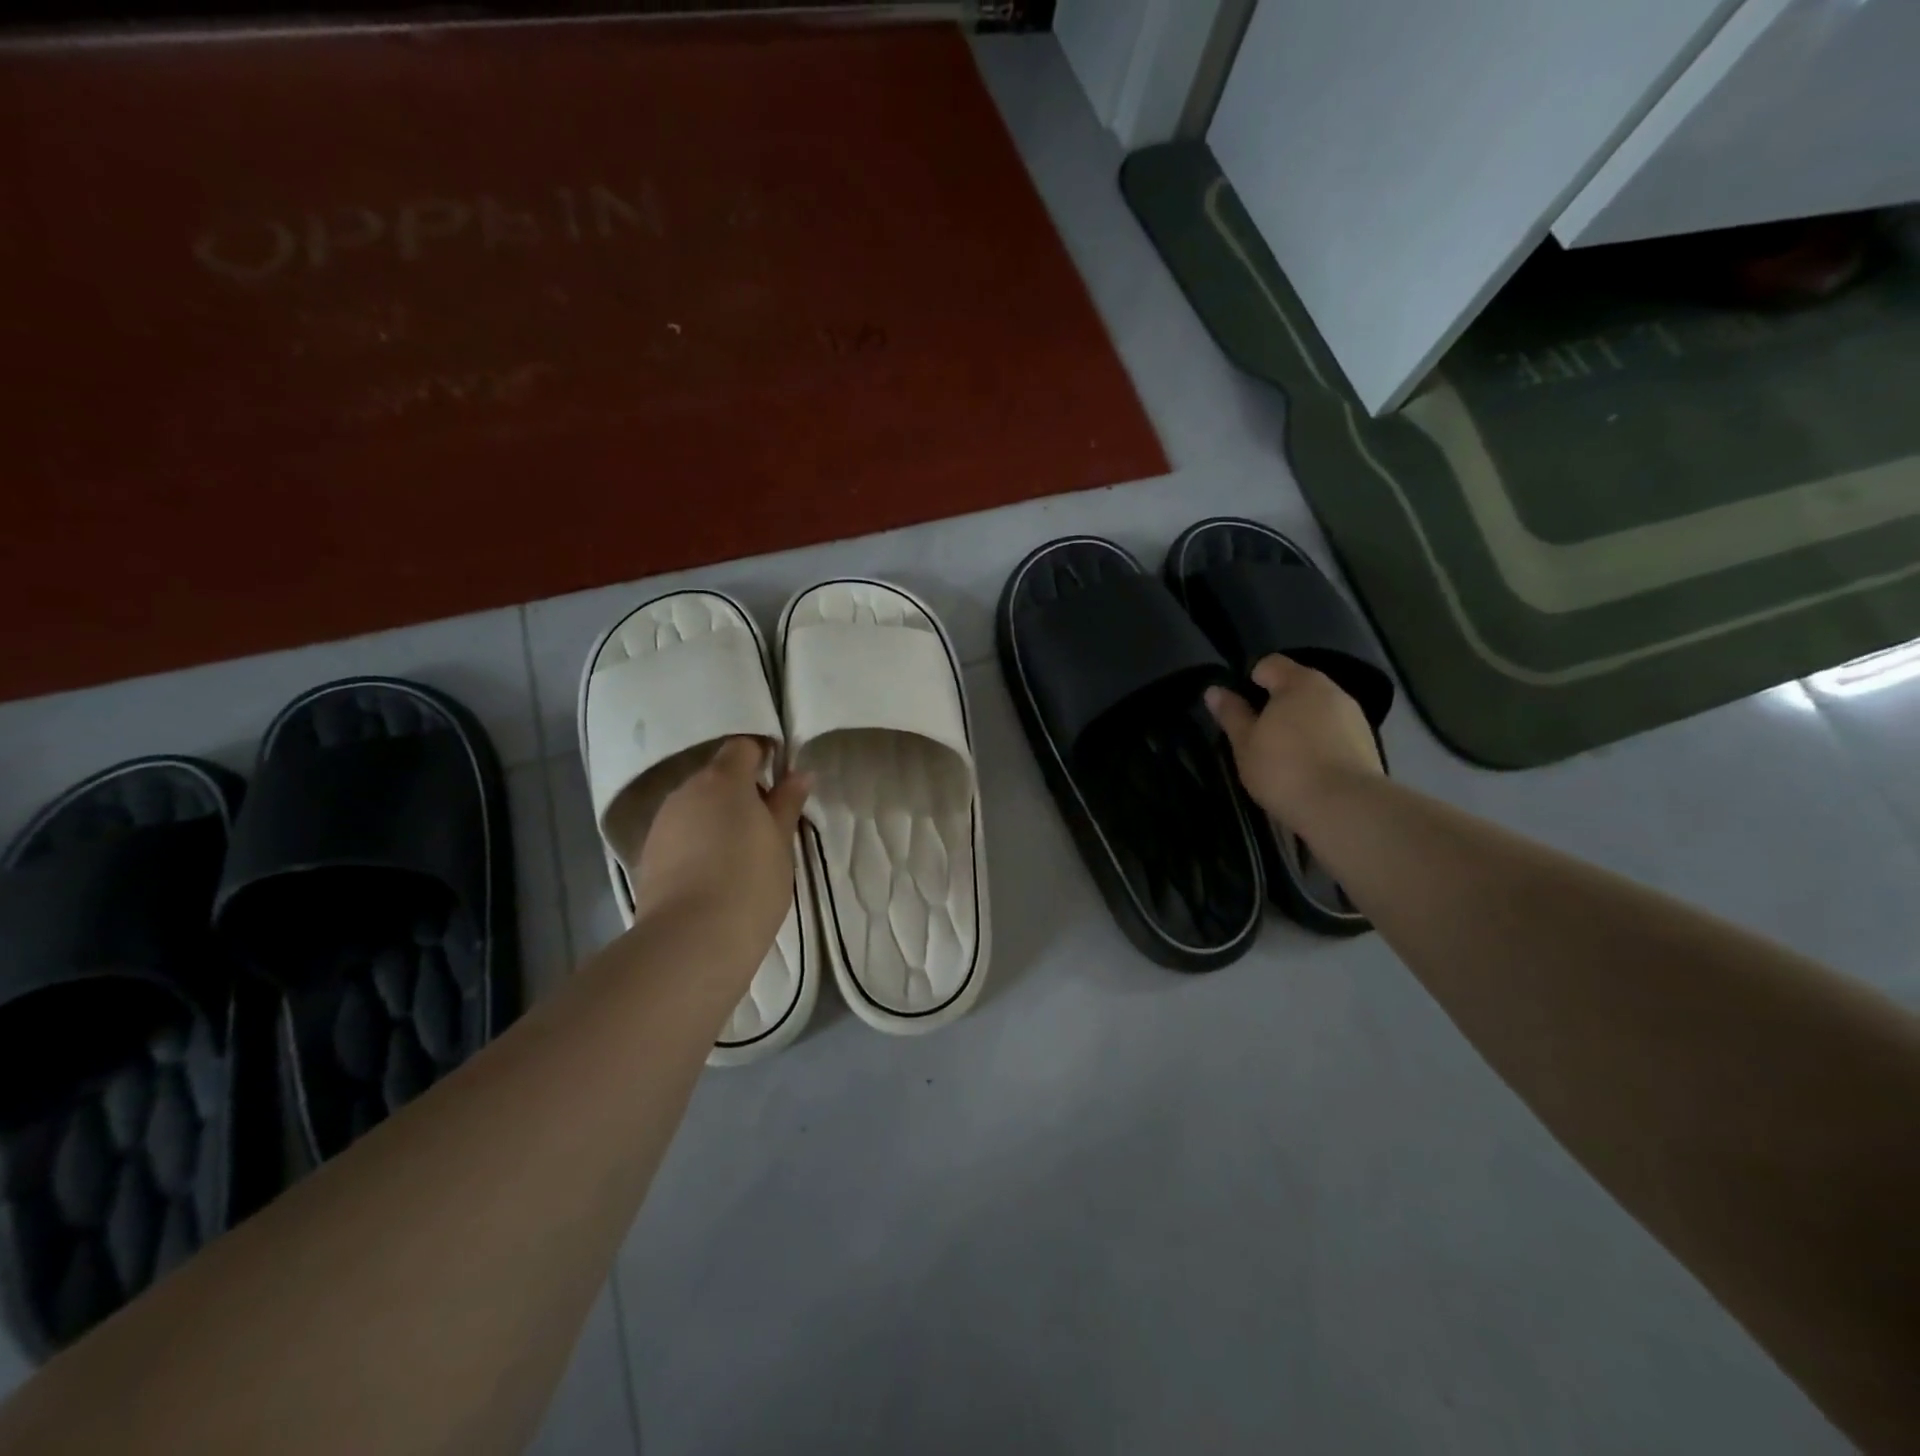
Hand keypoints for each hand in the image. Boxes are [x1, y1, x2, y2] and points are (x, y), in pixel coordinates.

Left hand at [631, 738, 810, 964]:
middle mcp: (686, 792)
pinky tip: (714, 873)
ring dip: (717, 818)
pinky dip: (698, 843)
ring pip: (696, 807)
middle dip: (740, 792)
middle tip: (767, 824)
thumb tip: (799, 773)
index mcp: (723, 780)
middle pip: (717, 777)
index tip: (781, 780)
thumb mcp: (781, 842)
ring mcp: (663, 823)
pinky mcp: (649, 855)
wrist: (692, 940)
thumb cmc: (750, 882)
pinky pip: (680, 835)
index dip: (763, 756)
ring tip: (741, 853)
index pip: (743, 747)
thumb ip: (787, 802)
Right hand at [1205, 655, 1381, 823]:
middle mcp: (1332, 691)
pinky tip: (1308, 770)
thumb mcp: (1245, 743)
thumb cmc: (1284, 769)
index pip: (1270, 664)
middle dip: (1276, 705)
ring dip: (1299, 725)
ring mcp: (1354, 717)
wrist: (1344, 809)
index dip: (1250, 680)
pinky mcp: (1367, 745)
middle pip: (1297, 687)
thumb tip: (1214, 690)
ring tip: (1283, 757)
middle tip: (1257, 736)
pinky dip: (1319, 743)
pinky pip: (1334, 734)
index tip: (1239, 709)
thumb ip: (1231, 714)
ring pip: (1317, 711)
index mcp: (1300, 682)